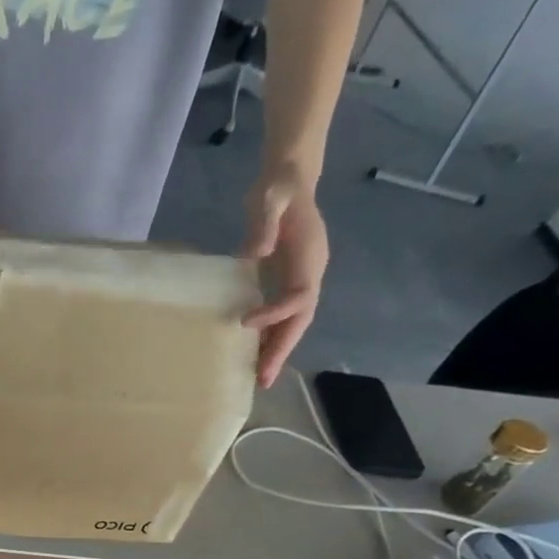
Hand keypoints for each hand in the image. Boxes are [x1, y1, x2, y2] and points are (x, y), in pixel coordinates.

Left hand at [242, 166, 328, 388]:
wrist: (288, 180)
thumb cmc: (277, 187)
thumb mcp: (269, 197)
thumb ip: (264, 222)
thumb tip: (256, 252)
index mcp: (310, 254)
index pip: (301, 294)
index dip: (278, 312)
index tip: (246, 322)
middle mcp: (312, 271)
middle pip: (302, 318)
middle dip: (283, 348)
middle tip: (263, 378)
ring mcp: (303, 277)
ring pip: (295, 322)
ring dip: (278, 350)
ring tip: (260, 378)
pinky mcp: (289, 281)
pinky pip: (284, 316)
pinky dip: (272, 337)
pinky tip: (256, 356)